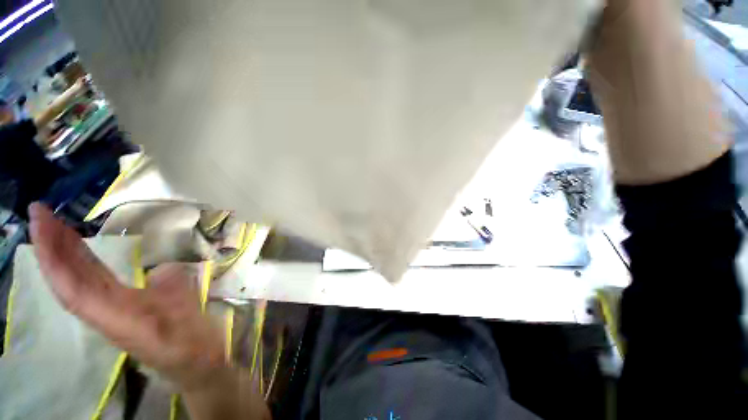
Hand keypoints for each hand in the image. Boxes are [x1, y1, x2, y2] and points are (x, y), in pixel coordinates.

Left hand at [28, 203, 224, 390]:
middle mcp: (103, 311)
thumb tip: (162, 268)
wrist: (193, 360)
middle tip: (41, 212)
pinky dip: (80, 262)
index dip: (53, 257)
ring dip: (62, 251)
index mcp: (115, 316)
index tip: (41, 223)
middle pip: (67, 280)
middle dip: (50, 246)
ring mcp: (110, 308)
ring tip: (55, 223)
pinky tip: (78, 249)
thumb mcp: (187, 316)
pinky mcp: (120, 304)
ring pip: (76, 280)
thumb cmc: (190, 341)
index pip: (71, 286)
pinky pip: (92, 281)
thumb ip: (173, 290)